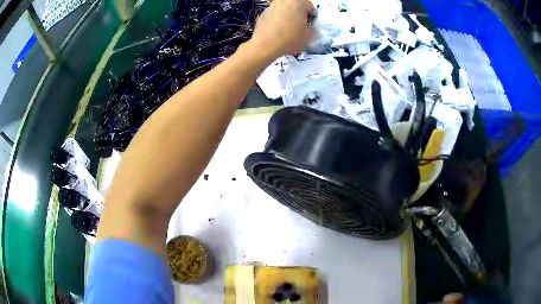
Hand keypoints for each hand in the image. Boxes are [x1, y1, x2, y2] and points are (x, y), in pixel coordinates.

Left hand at [250, 0, 313, 57]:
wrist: (265, 46)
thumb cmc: (289, 39)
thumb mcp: (309, 37)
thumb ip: (314, 30)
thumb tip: (312, 30)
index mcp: (298, 2)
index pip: (310, 6)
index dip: (312, 18)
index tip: (310, 27)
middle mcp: (284, 1)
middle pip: (296, 7)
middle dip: (299, 16)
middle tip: (300, 29)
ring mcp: (272, 6)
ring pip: (285, 11)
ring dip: (288, 18)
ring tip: (288, 32)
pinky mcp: (263, 14)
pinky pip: (275, 16)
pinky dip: (278, 22)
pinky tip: (278, 33)